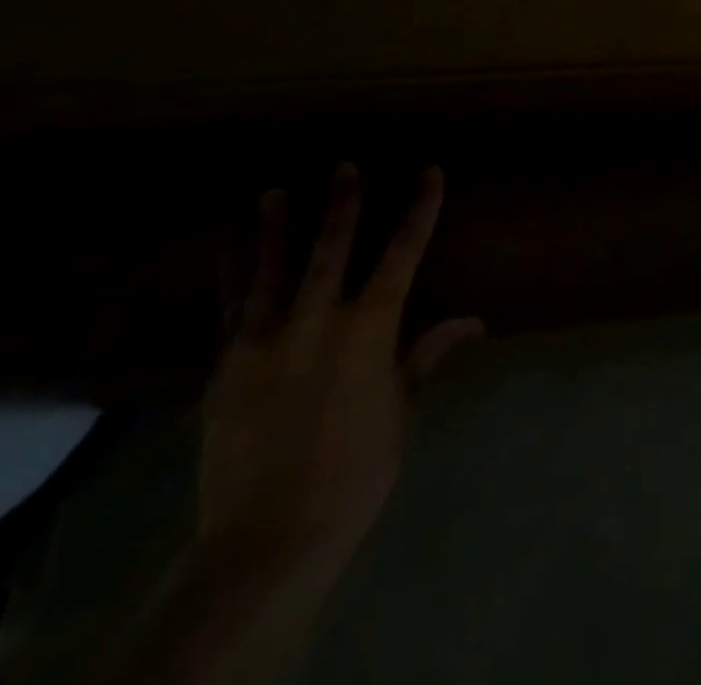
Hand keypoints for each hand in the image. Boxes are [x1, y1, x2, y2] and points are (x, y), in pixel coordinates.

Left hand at [199, 163, 482, 575]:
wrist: (271, 535)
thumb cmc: (359, 467)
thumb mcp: (403, 406)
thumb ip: (427, 353)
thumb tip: (473, 320)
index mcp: (369, 328)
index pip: (403, 253)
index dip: (419, 209)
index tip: (429, 173)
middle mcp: (317, 320)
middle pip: (332, 248)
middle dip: (343, 204)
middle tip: (343, 165)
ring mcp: (264, 341)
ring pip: (271, 270)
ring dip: (274, 228)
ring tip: (273, 191)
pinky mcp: (226, 367)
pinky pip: (229, 310)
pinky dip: (231, 277)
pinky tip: (228, 251)